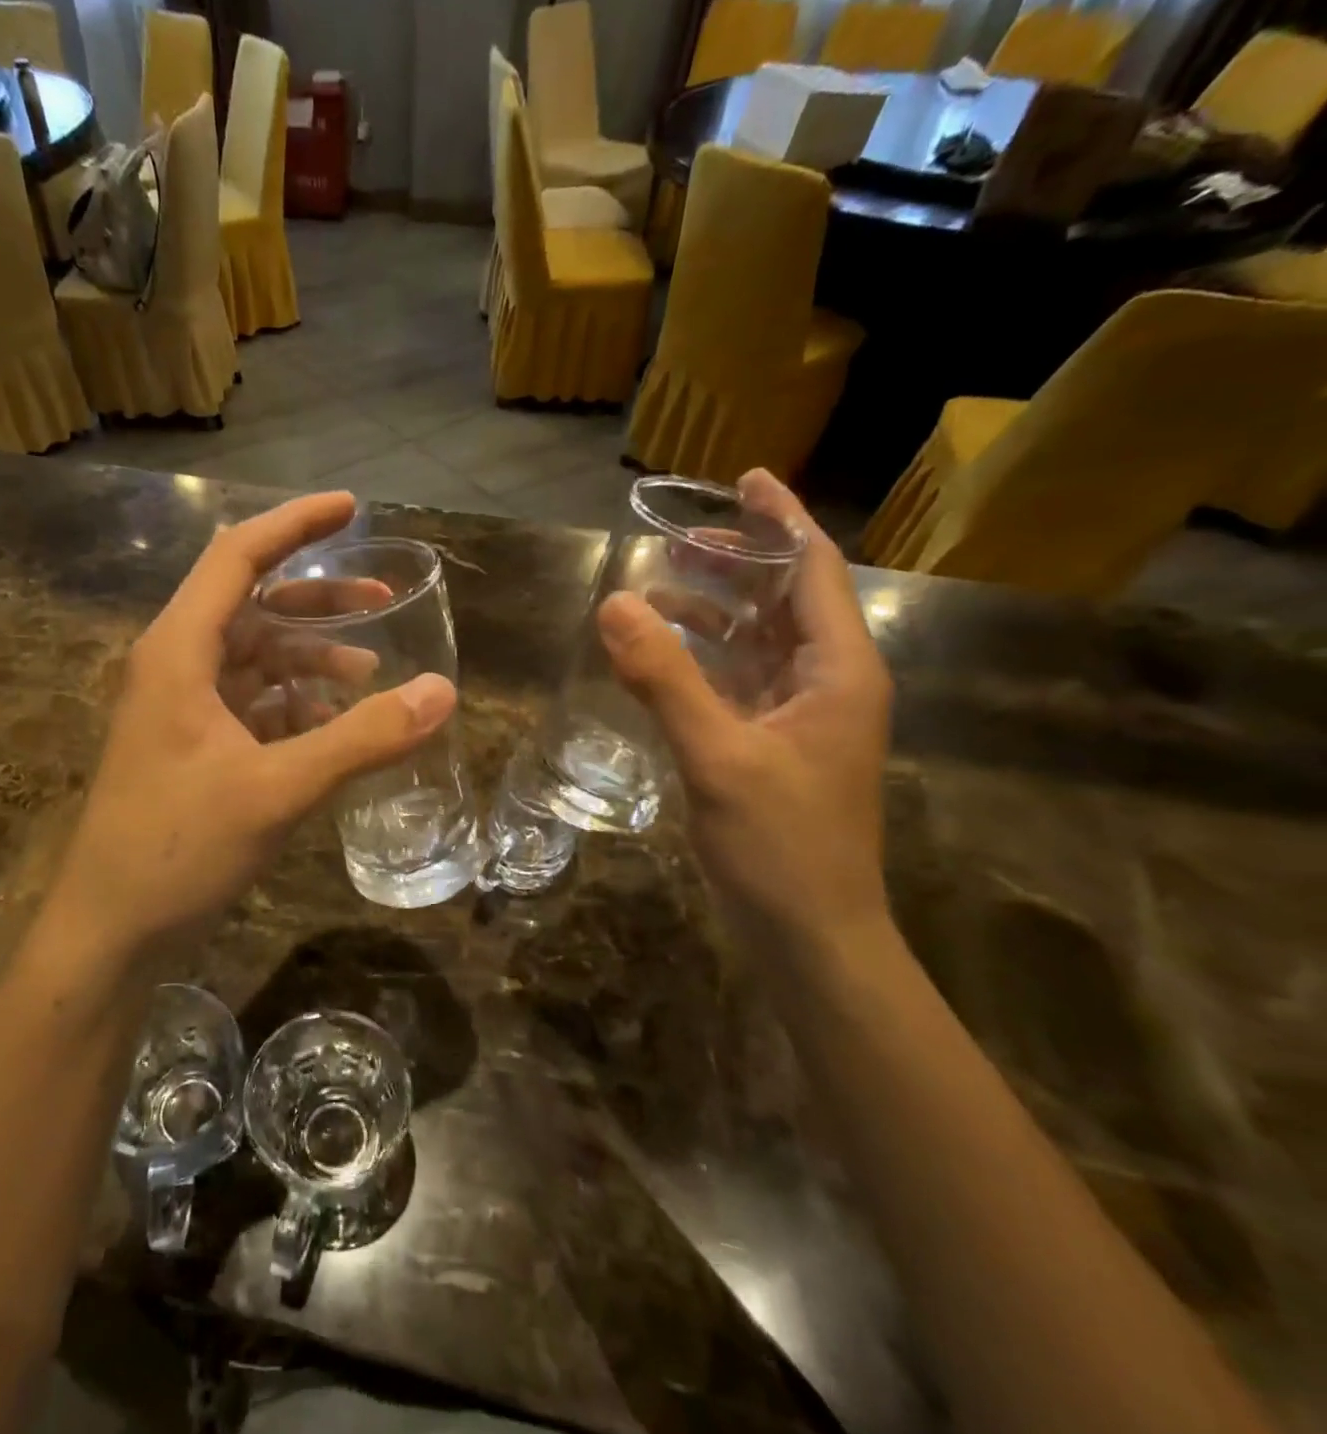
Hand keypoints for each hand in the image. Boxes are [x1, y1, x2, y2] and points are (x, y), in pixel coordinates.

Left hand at [50, 493, 455, 959]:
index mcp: (179, 652)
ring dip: (310, 658)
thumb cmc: (177, 848)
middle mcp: (176, 667)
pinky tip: (333, 726)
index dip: (295, 525)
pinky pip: (251, 705)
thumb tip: (443, 693)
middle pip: (252, 605)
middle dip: (318, 600)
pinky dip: (295, 704)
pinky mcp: (193, 748)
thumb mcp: (277, 789)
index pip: (237, 557)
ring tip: (369, 673)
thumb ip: (361, 738)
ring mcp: (182, 710)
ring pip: (255, 659)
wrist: (110, 930)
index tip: (352, 508)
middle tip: (383, 599)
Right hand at [598, 470, 892, 945]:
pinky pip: (739, 682)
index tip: (745, 479)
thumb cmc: (781, 845)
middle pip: (786, 600)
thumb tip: (614, 603)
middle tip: (681, 535)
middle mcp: (828, 682)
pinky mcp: (774, 746)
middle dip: (739, 562)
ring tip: (659, 588)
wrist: (810, 934)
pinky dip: (703, 660)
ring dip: (715, 612)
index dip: (781, 520)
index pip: (815, 571)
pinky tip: (661, 657)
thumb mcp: (718, 756)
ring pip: (759, 642)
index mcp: (838, 670)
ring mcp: (801, 717)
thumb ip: (665, 679)